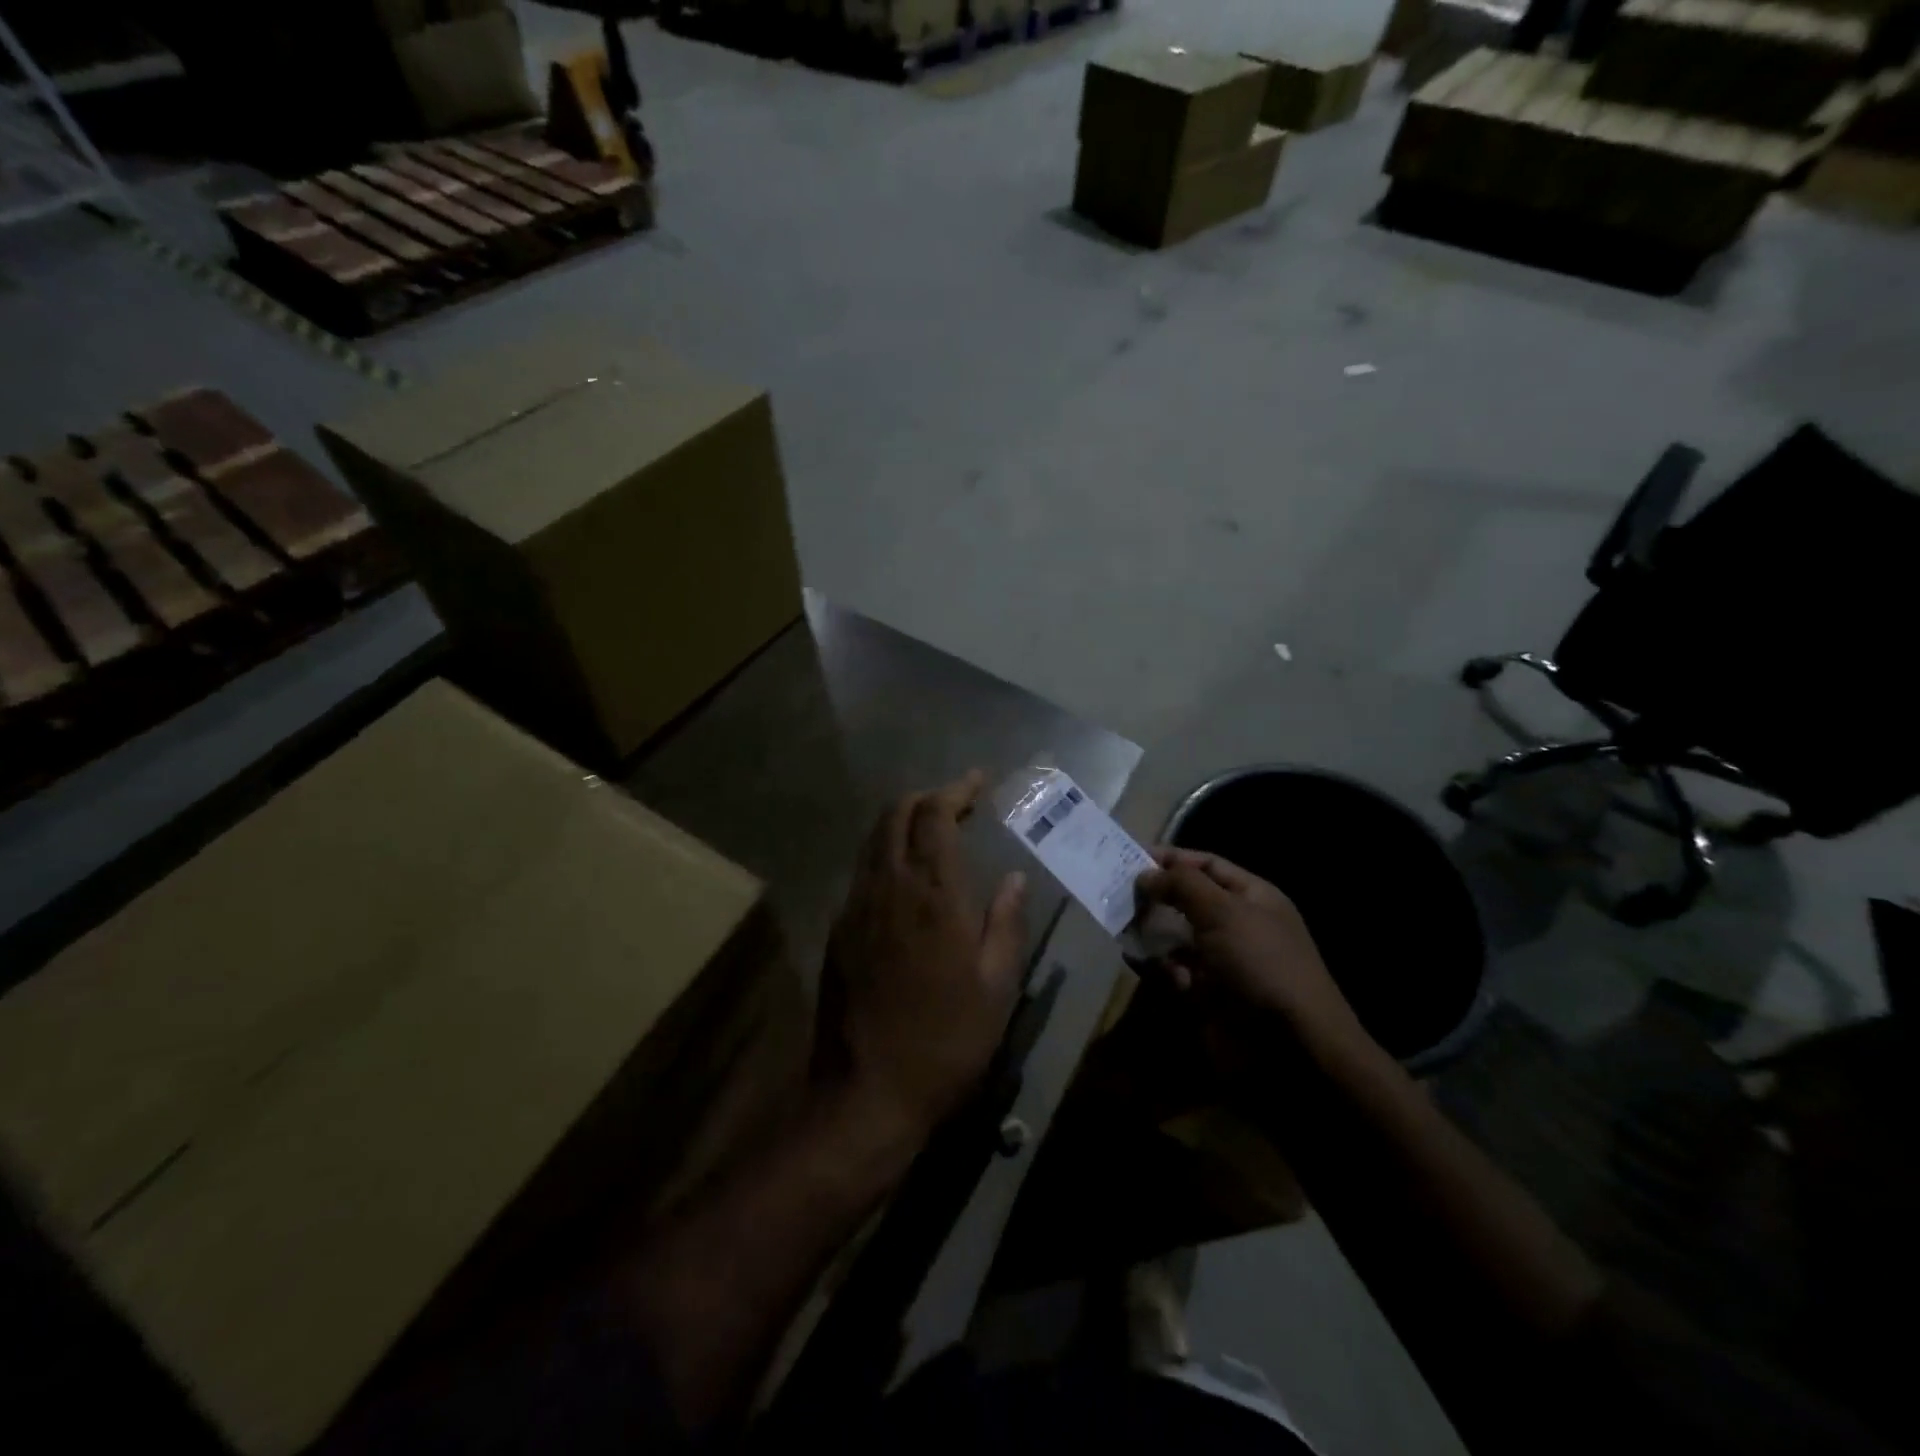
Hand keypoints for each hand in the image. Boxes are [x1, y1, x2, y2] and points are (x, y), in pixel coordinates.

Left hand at [816, 771, 1028, 1142]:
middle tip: (957, 802)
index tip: (978, 781)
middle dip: (926, 797)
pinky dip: (886, 854)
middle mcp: (888, 887)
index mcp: (932, 894)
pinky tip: (905, 878)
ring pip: (873, 840)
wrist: (866, 1092)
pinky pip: (863, 871)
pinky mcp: (838, 930)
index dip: (956, 789)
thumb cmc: (945, 1041)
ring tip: (932, 830)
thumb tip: (1014, 879)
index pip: (935, 815)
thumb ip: (1005, 924)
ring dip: (902, 822)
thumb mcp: (996, 987)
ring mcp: (856, 907)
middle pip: (895, 814)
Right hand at [1136, 848, 1373, 1067]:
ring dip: (1149, 931)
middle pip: (1187, 900)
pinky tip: (1136, 961)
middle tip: (1116, 894)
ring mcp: (1222, 962)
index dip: (1172, 859)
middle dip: (1154, 896)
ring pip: (1175, 936)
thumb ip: (1181, 885)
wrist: (1290, 1048)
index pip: (1207, 865)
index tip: (1130, 858)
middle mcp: (1237, 925)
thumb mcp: (1223, 912)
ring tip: (1120, 927)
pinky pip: (1172, 971)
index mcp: (1252, 898)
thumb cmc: (1260, 963)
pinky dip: (1154, 965)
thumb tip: (1145, 874)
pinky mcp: (1206, 995)